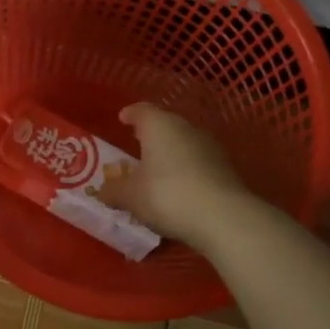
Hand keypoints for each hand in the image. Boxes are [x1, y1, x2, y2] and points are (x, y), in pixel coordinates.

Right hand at [102, 103, 249, 247]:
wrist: (223, 217)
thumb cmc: (166, 195)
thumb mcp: (129, 196)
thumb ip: (113, 190)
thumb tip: (104, 190)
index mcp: (159, 126)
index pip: (142, 111)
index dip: (130, 114)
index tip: (122, 118)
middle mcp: (186, 129)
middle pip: (165, 126)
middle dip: (151, 135)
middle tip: (137, 146)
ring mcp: (210, 148)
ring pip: (184, 144)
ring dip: (170, 154)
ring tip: (156, 171)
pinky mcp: (225, 169)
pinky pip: (198, 164)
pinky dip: (186, 171)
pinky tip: (178, 189)